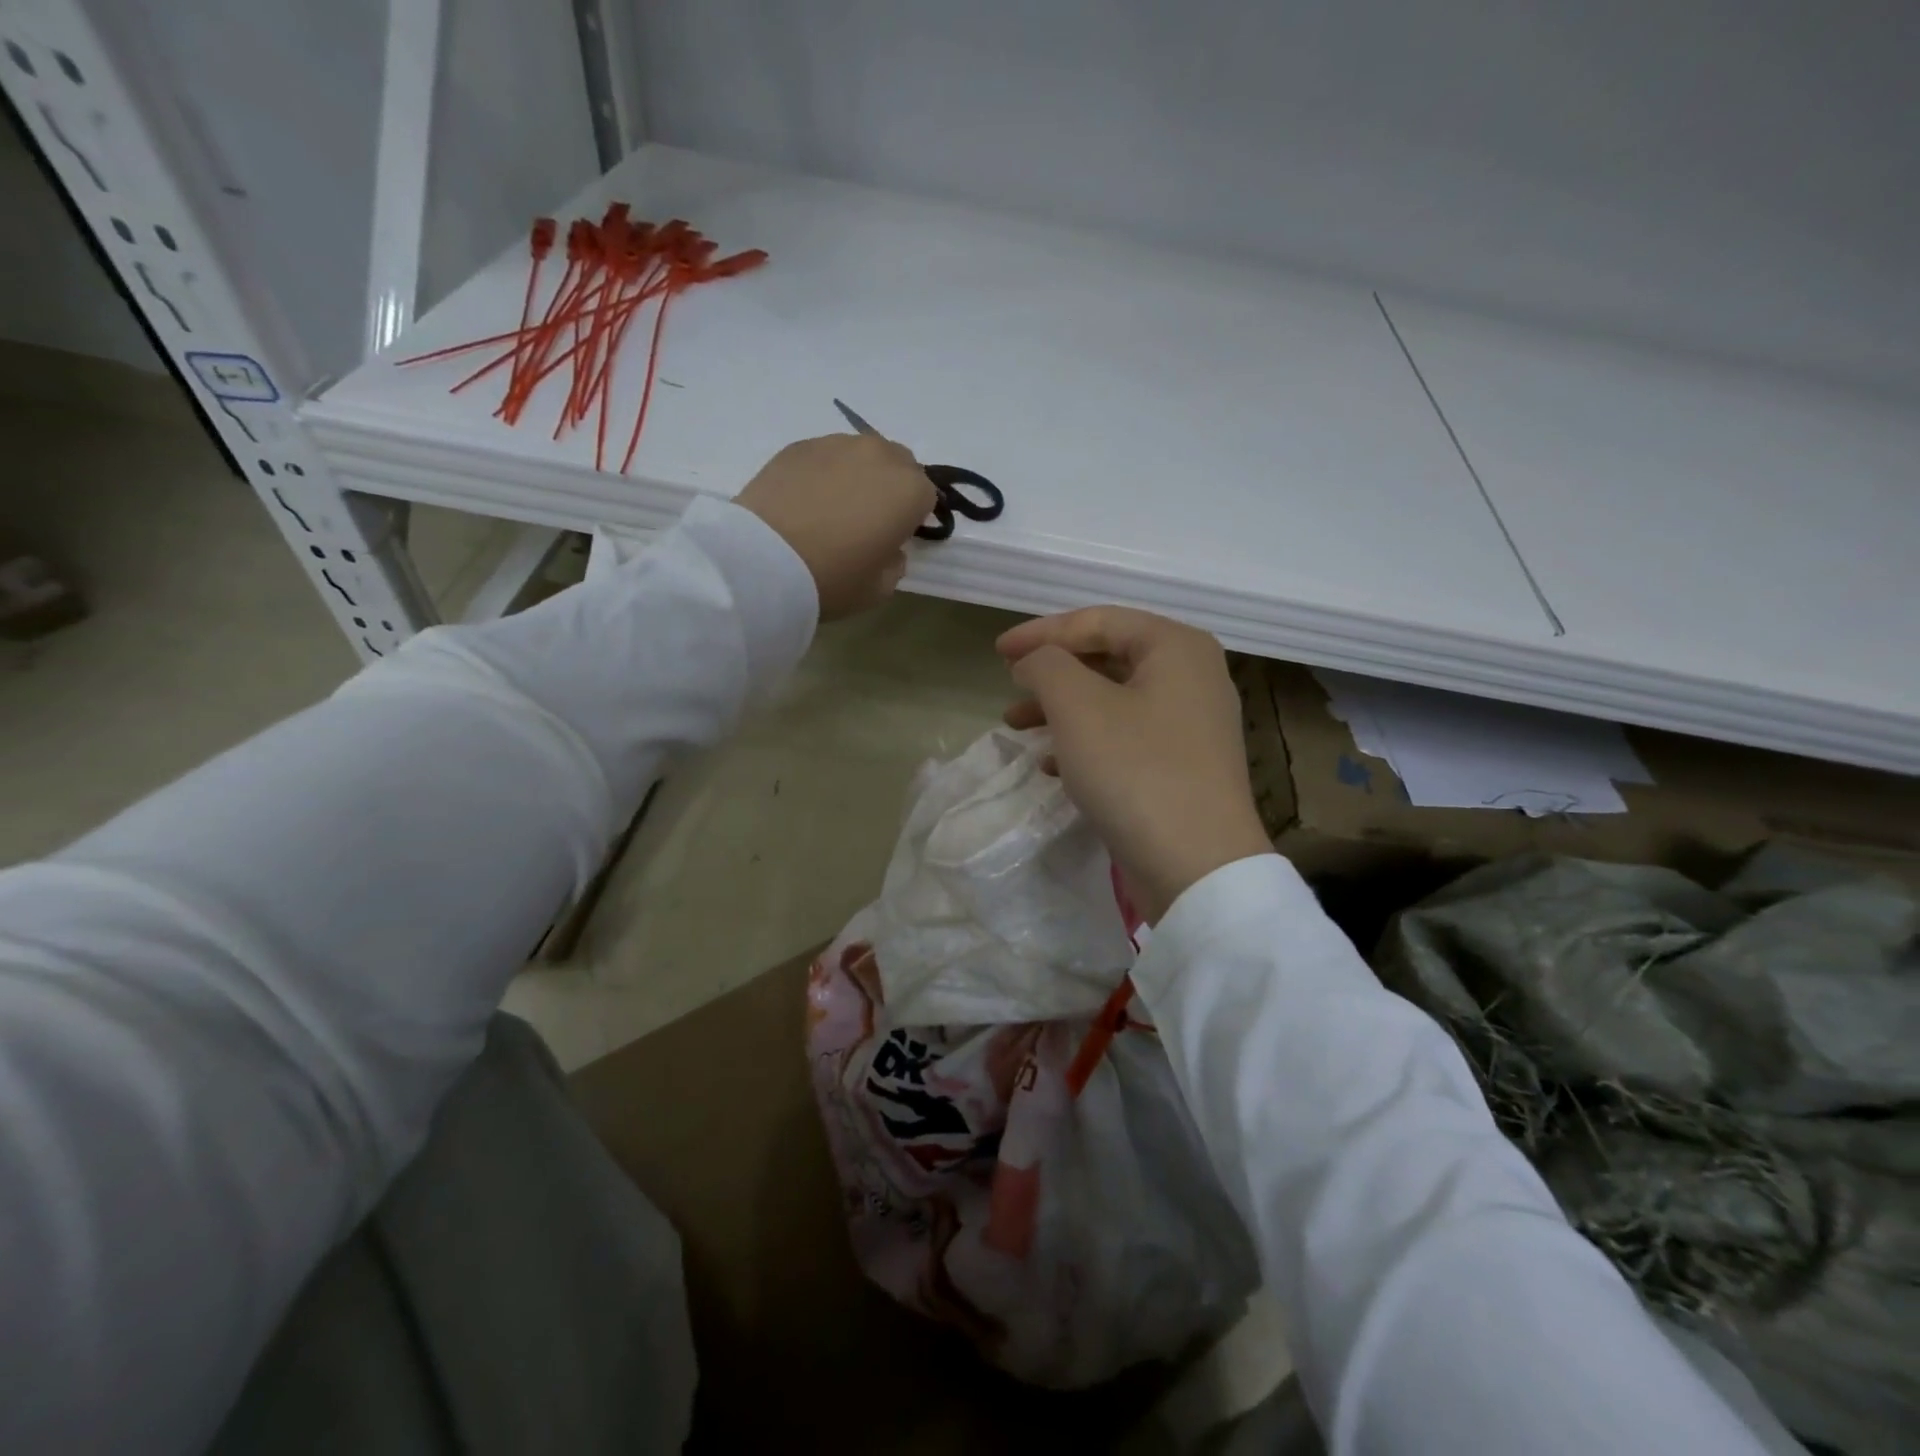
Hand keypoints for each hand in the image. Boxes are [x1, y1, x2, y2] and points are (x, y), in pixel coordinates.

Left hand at [735, 433, 937, 618]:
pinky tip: (806, 502)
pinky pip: (826, 456)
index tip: (894, 537)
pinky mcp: (799, 446)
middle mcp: (879, 456)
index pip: (927, 496)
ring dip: (858, 476)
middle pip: (899, 464)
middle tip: (867, 520)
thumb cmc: (832, 578)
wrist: (763, 561)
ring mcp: (837, 445)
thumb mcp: (879, 589)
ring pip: (861, 455)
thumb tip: (887, 547)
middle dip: (891, 487)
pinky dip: (824, 473)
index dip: (913, 517)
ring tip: (833, 508)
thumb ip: (895, 563)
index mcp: (909, 491)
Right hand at [999, 606, 1272, 923]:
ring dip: (1061, 709)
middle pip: (1107, 658)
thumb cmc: (1136, 770)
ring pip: (1112, 701)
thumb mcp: (1077, 706)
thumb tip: (1034, 662)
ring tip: (1017, 726)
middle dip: (1052, 672)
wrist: (1197, 867)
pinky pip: (1125, 738)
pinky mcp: (1183, 767)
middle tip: (1010, 686)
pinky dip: (1084, 742)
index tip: (998, 652)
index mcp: (1176, 647)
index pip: (1098, 621)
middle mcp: (1192, 677)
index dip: (1042, 632)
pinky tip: (1051, 765)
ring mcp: (1191, 726)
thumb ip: (1045, 665)